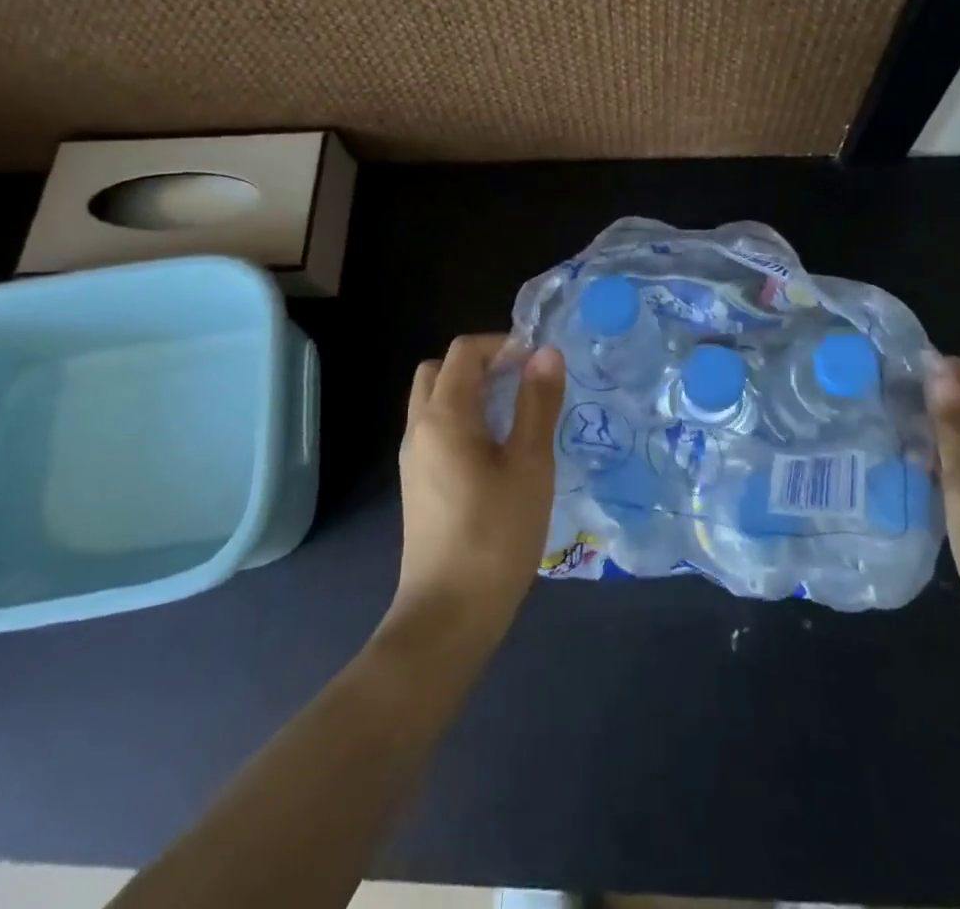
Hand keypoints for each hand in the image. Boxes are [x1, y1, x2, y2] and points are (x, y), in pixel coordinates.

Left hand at [386, 335, 564, 646]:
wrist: (448, 615)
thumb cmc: (496, 534)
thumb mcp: (530, 464)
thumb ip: (537, 403)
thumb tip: (546, 353)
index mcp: (443, 415)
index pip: (465, 351)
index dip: (503, 345)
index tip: (538, 364)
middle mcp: (419, 428)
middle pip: (441, 370)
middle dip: (481, 364)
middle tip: (522, 382)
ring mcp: (413, 458)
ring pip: (435, 400)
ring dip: (471, 392)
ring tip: (516, 414)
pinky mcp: (417, 484)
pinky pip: (436, 429)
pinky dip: (463, 419)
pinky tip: (497, 451)